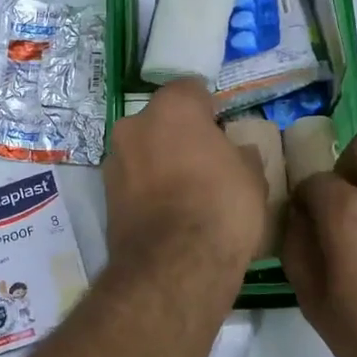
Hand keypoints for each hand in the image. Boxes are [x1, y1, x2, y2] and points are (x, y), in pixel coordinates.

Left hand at [104, 79, 264, 276]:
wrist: (174, 266)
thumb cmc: (221, 207)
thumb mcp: (252, 177)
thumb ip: (240, 155)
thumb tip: (235, 153)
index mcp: (172, 108)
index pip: (191, 90)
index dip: (208, 109)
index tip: (221, 131)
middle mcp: (134, 125)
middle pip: (160, 121)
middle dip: (178, 136)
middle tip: (204, 163)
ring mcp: (114, 160)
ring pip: (142, 151)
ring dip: (159, 163)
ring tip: (185, 195)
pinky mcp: (104, 196)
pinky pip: (133, 181)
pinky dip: (146, 190)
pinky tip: (167, 214)